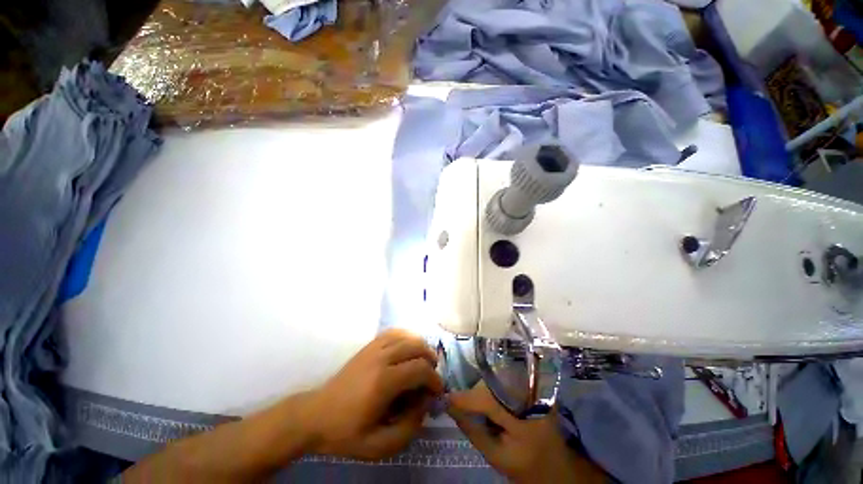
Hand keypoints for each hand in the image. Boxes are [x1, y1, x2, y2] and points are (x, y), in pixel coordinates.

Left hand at [305, 329, 443, 459]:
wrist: (316, 415)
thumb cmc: (346, 433)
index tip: (437, 391)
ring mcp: (374, 348)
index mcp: (383, 382)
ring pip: (407, 336)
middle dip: (430, 360)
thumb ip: (409, 428)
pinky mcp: (369, 345)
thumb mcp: (378, 446)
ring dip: (420, 347)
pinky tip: (408, 349)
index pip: (420, 369)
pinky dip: (406, 337)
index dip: (434, 379)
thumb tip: (425, 404)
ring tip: (423, 362)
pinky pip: (394, 332)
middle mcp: (381, 358)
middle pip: (417, 347)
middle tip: (431, 376)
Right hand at [447, 383, 606, 483]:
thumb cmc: (526, 465)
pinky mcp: (535, 385)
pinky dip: (494, 385)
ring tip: (478, 402)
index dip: (464, 398)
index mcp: (523, 419)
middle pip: (493, 383)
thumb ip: (472, 431)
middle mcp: (530, 396)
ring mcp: (535, 388)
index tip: (446, 398)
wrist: (557, 465)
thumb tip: (450, 406)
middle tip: (463, 403)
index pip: (486, 399)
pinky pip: (508, 377)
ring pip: (499, 376)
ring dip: (484, 388)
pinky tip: (491, 397)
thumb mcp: (496, 456)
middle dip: (474, 393)